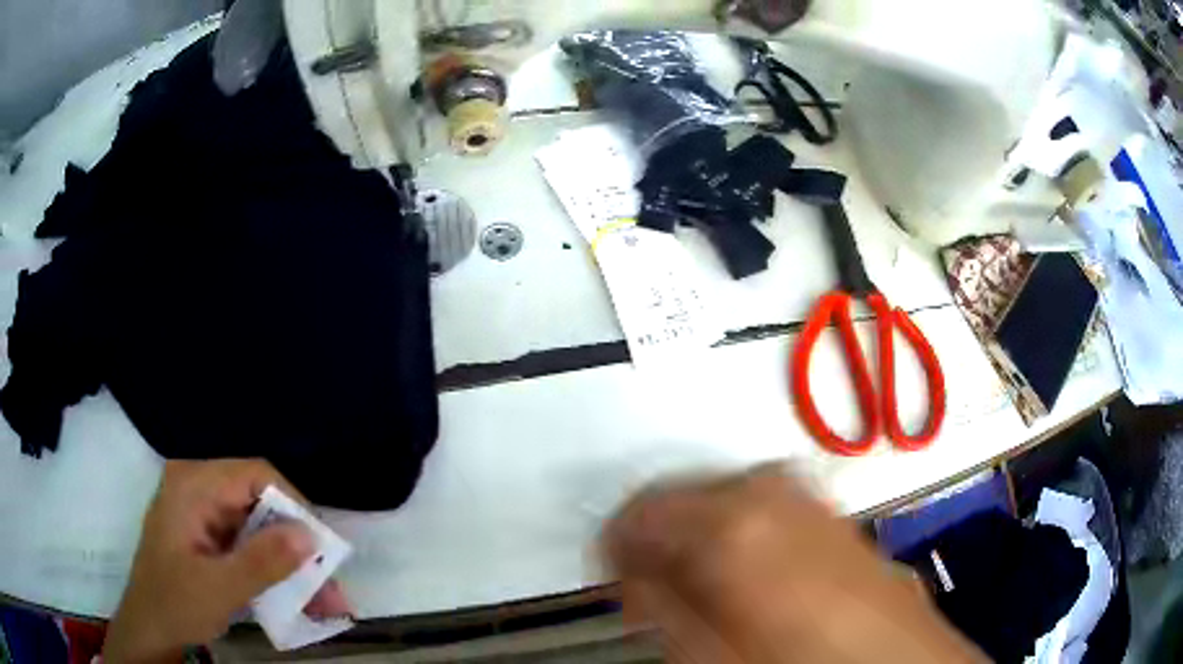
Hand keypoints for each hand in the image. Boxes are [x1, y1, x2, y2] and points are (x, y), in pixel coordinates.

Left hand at [103, 459, 351, 662]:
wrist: (150, 629)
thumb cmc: (175, 604)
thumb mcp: (219, 588)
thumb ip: (263, 561)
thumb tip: (311, 535)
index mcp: (192, 485)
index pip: (254, 474)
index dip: (292, 505)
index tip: (320, 548)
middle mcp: (197, 487)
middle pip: (259, 500)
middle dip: (296, 542)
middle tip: (327, 583)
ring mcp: (202, 511)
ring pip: (258, 524)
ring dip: (289, 560)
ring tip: (321, 599)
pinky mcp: (207, 534)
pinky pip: (248, 541)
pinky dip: (272, 567)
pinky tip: (293, 595)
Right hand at [603, 464, 987, 663]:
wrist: (893, 659)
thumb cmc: (806, 662)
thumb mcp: (708, 650)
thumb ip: (660, 604)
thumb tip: (632, 570)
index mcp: (735, 524)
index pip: (641, 508)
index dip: (614, 539)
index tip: (608, 566)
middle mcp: (775, 494)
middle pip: (685, 492)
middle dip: (657, 531)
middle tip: (644, 577)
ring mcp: (810, 499)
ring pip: (727, 494)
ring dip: (698, 529)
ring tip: (689, 577)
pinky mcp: (833, 514)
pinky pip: (768, 505)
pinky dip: (740, 527)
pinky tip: (741, 567)